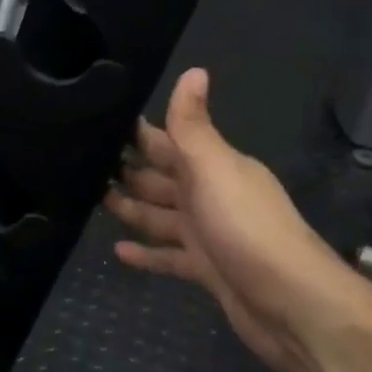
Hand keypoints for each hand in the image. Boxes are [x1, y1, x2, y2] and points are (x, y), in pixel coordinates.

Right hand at [106, 69, 343, 371]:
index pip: (168, 141)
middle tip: (81, 163)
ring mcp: (208, 234)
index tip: (97, 122)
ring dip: (131, 208)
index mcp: (213, 166)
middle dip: (127, 170)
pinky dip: (147, 253)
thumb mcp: (215, 169)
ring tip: (90, 200)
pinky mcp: (205, 269)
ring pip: (160, 216)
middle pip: (161, 178)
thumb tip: (194, 69)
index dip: (137, 133)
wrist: (291, 303)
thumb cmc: (246, 228)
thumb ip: (194, 126)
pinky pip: (168, 256)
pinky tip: (118, 251)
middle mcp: (209, 195)